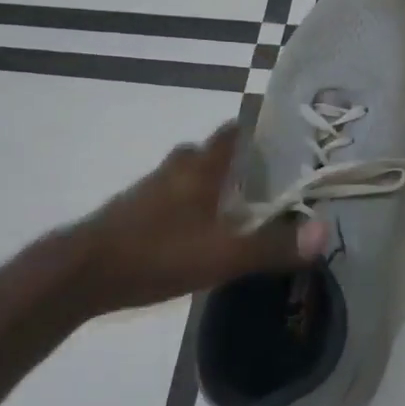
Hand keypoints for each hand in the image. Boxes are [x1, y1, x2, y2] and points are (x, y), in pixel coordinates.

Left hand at [57, 124, 326, 319]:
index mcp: (201, 166)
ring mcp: (151, 188)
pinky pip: (173, 197)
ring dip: (213, 184)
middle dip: (239, 162)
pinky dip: (191, 205)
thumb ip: (273, 245)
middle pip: (213, 152)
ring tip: (240, 208)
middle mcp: (177, 167)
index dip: (259, 131)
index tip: (286, 141)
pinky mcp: (133, 211)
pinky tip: (200, 232)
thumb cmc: (157, 252)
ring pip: (191, 175)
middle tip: (269, 181)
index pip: (234, 130)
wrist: (79, 274)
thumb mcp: (223, 254)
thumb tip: (324, 233)